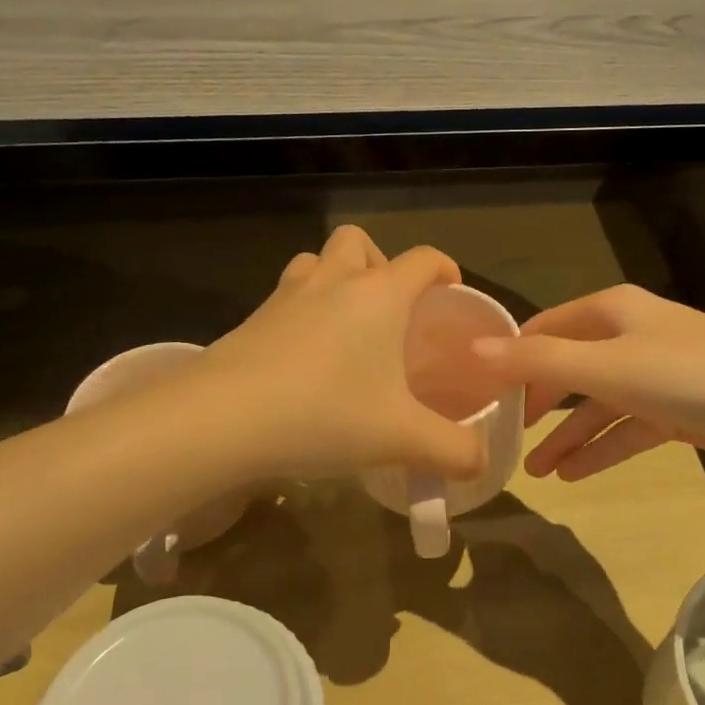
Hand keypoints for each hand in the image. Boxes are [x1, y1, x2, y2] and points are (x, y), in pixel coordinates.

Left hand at [195, 225, 488, 482]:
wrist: (222, 419)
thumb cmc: (325, 413)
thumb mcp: (401, 439)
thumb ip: (453, 450)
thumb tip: (482, 462)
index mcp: (379, 295)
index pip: (423, 258)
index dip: (444, 268)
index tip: (451, 292)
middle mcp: (333, 281)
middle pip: (359, 242)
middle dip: (379, 263)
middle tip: (389, 309)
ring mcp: (287, 295)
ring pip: (316, 261)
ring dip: (335, 279)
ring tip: (345, 325)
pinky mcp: (253, 318)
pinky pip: (286, 296)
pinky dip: (302, 310)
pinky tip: (305, 358)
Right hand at [470, 285, 704, 479]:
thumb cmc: (687, 372)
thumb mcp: (605, 365)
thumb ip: (538, 361)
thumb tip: (472, 351)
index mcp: (610, 312)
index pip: (545, 327)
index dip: (512, 355)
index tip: (479, 389)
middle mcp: (630, 335)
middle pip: (569, 366)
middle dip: (538, 402)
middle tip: (505, 433)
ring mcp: (655, 373)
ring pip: (598, 404)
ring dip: (567, 435)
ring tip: (536, 471)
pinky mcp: (677, 409)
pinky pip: (627, 428)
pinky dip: (602, 448)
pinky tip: (575, 475)